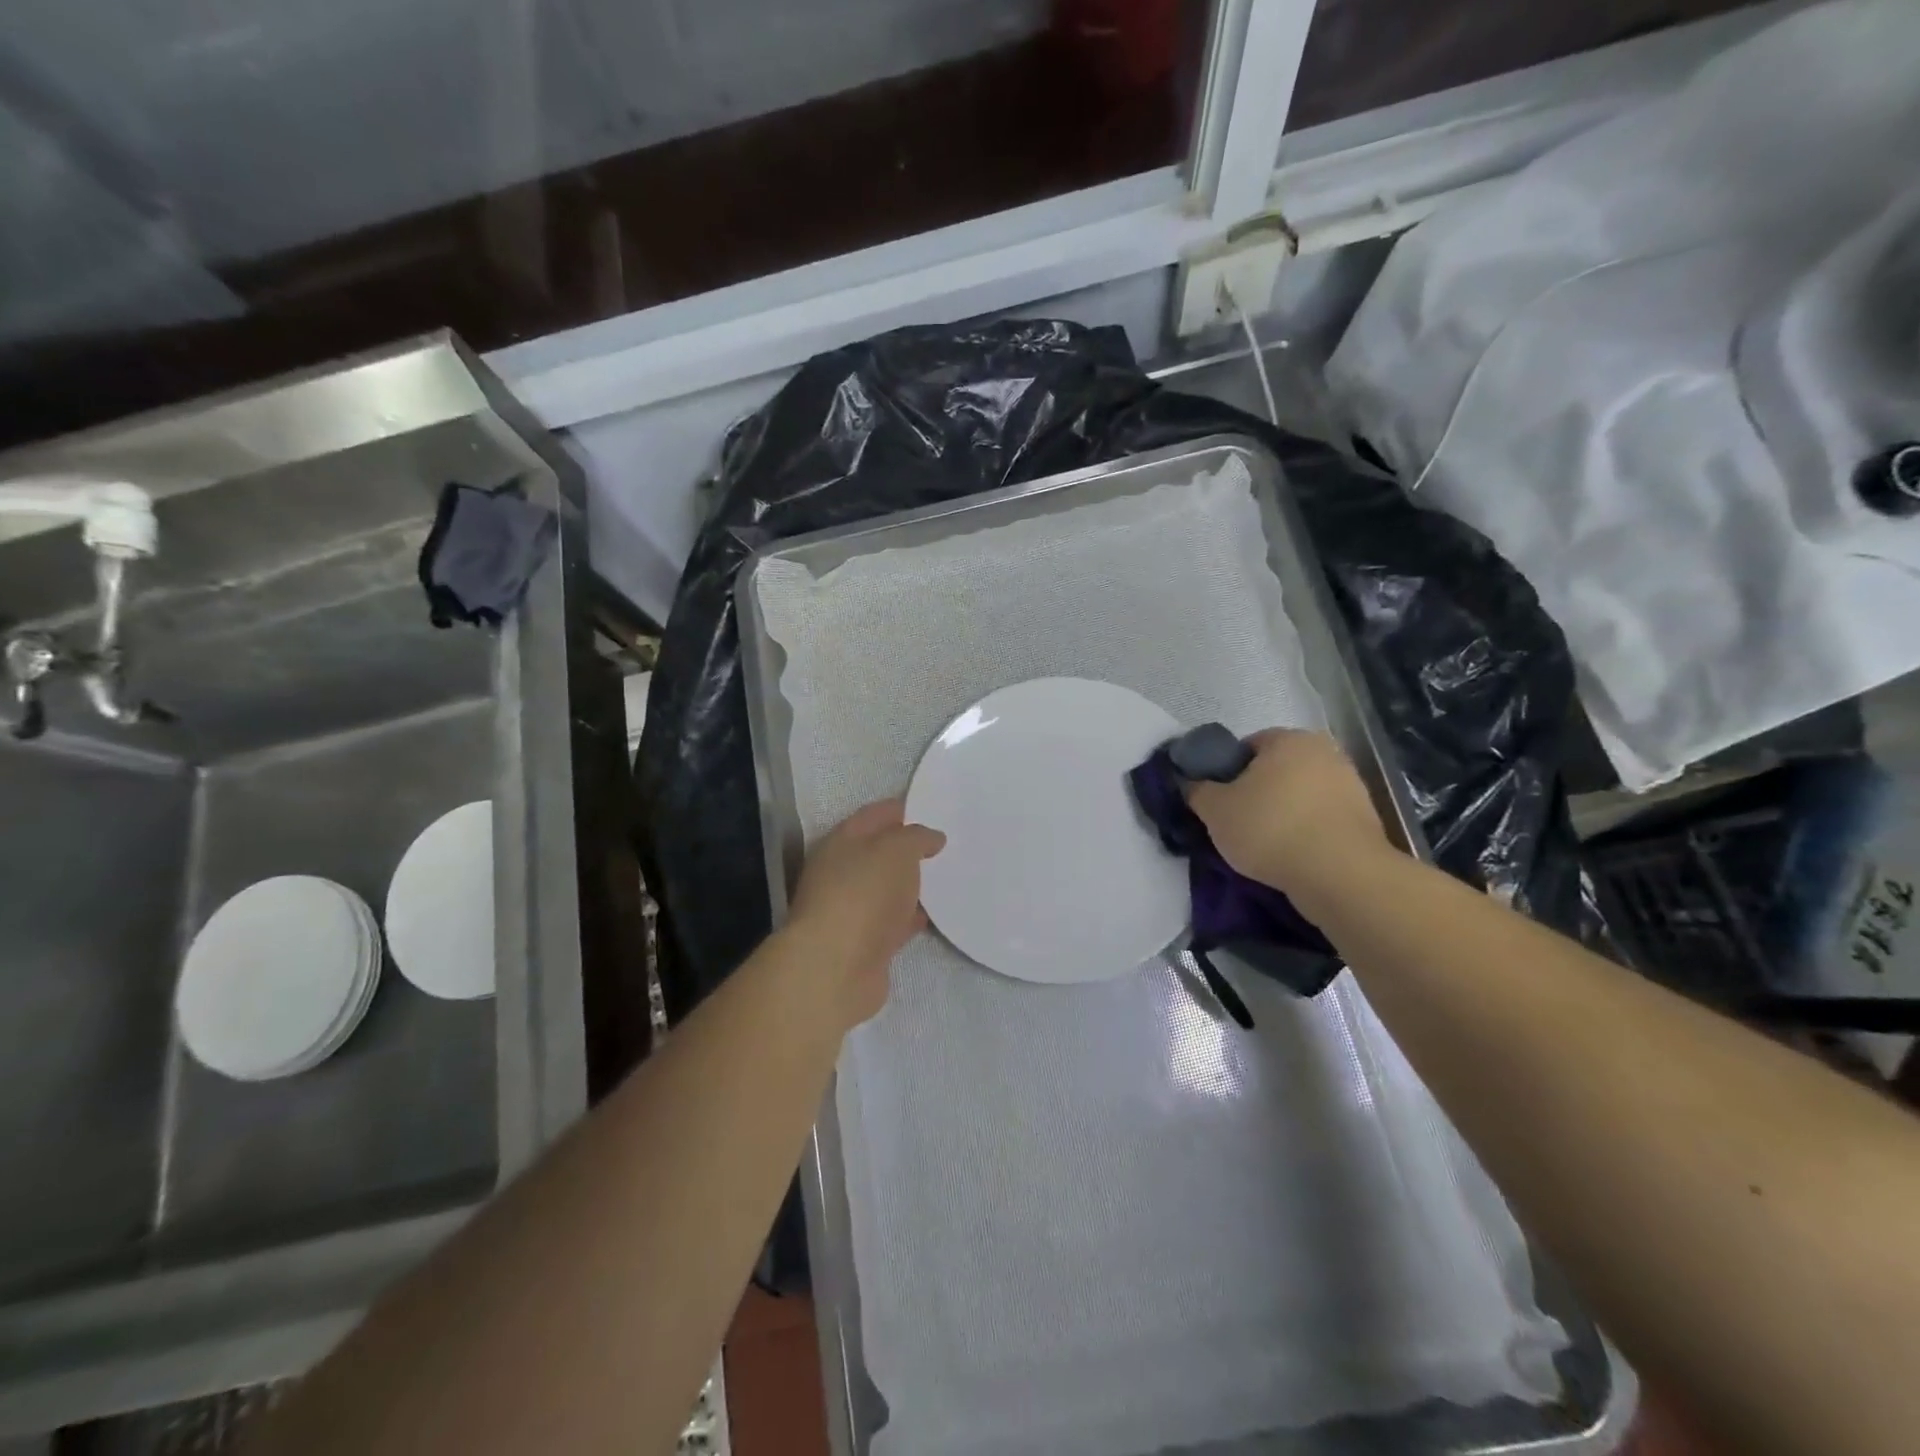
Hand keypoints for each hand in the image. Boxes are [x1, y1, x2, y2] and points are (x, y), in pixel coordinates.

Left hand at [786, 799, 945, 1028]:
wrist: (836, 967)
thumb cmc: (864, 893)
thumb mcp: (897, 850)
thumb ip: (916, 837)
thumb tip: (931, 838)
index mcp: (842, 841)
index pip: (873, 815)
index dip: (901, 810)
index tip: (931, 810)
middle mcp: (840, 872)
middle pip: (878, 853)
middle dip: (908, 849)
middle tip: (945, 846)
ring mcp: (850, 910)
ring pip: (886, 889)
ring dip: (910, 885)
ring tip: (945, 879)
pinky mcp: (862, 944)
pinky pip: (892, 922)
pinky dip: (909, 918)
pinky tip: (933, 916)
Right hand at [1185, 729, 1395, 910]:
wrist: (1340, 875)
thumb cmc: (1271, 829)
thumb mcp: (1215, 810)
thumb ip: (1197, 790)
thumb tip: (1192, 783)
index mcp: (1290, 739)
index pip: (1247, 746)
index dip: (1226, 772)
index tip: (1217, 800)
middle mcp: (1326, 753)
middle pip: (1276, 771)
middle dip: (1256, 793)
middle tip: (1235, 823)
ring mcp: (1351, 786)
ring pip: (1299, 797)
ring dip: (1281, 815)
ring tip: (1262, 846)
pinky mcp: (1365, 820)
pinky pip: (1320, 821)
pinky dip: (1304, 834)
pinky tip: (1290, 857)